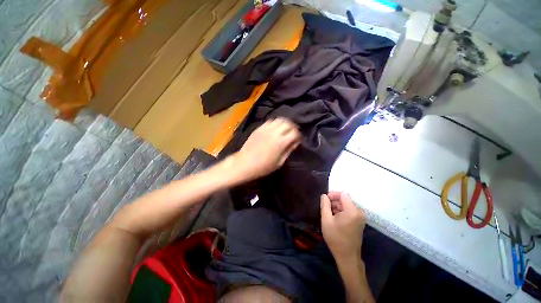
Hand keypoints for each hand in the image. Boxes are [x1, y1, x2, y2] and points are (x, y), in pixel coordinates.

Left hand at [232, 118, 300, 180]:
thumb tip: (295, 143)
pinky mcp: (259, 128)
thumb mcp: (279, 162)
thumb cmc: (263, 166)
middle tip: (293, 133)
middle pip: (288, 123)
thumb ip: (288, 150)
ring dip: (285, 123)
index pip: (295, 133)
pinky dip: (276, 123)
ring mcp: (266, 129)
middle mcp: (274, 133)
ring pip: (279, 120)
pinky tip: (275, 129)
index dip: (299, 136)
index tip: (298, 140)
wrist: (245, 163)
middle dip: (293, 128)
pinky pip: (270, 121)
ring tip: (285, 129)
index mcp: (281, 142)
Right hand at [321, 192, 365, 261]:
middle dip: (334, 201)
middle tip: (324, 208)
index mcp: (352, 210)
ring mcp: (360, 217)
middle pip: (345, 199)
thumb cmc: (336, 238)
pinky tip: (334, 218)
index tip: (324, 200)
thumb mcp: (326, 220)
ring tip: (328, 214)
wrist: (347, 257)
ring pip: (346, 205)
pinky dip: (341, 212)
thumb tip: (324, 195)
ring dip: (337, 207)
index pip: (343, 194)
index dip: (333, 195)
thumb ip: (324, 205)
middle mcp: (359, 212)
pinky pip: (349, 211)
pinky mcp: (359, 221)